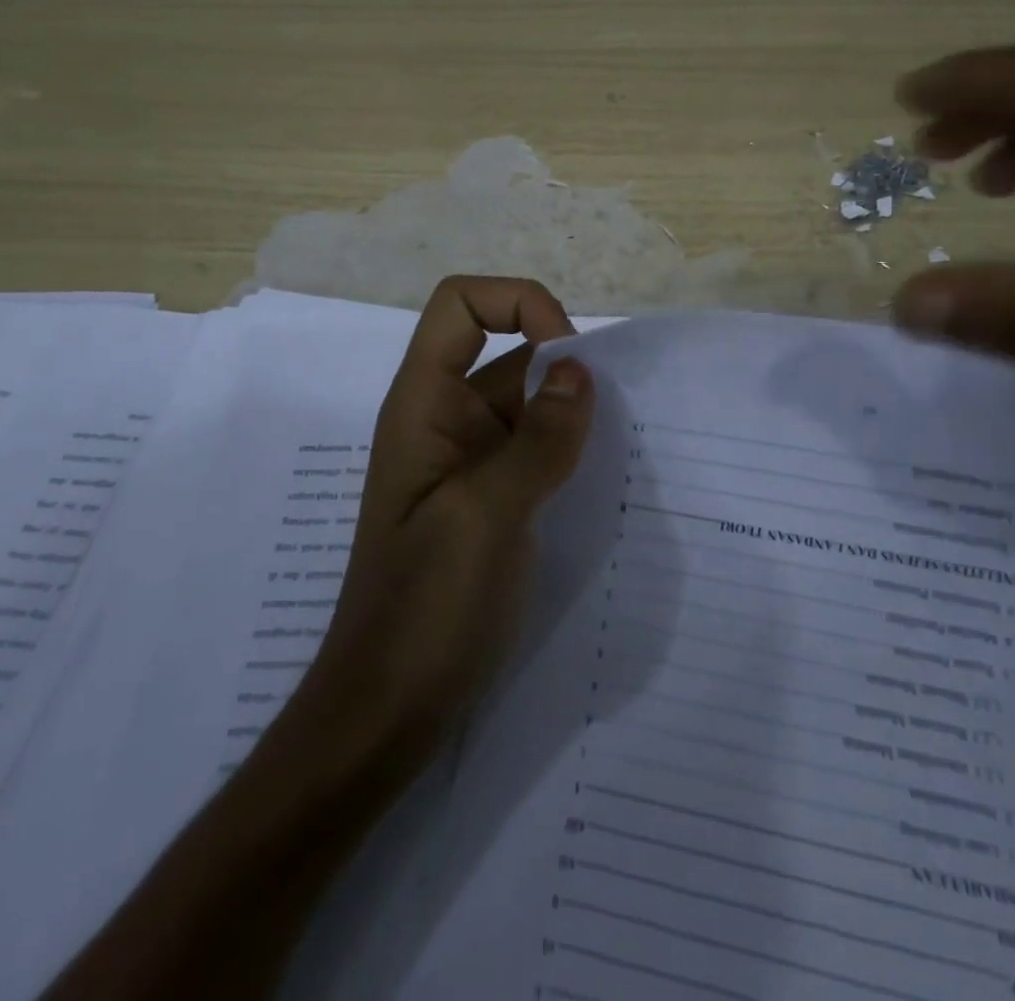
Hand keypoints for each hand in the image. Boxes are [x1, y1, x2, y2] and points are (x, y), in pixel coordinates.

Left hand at [292, 276, 594, 771]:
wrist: (390, 709)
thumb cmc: (427, 606)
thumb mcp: (486, 513)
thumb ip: (538, 438)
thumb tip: (579, 370)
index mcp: (424, 404)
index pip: (461, 305)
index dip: (517, 304)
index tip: (569, 356)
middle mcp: (446, 420)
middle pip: (507, 351)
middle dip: (563, 365)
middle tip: (618, 411)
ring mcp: (471, 463)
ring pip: (530, 404)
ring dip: (575, 411)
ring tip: (625, 441)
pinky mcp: (494, 501)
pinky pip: (538, 451)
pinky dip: (572, 449)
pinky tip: (607, 477)